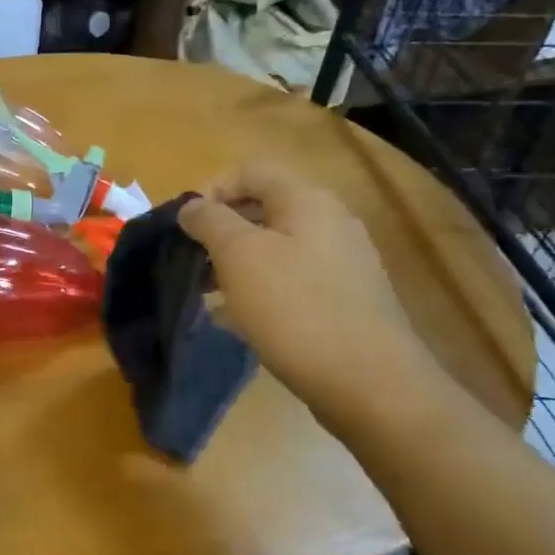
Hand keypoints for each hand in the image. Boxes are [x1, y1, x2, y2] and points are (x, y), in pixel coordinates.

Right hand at [178, 162, 434, 414]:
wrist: (370, 383)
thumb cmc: (295, 308)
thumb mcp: (239, 255)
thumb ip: (209, 221)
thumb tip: (192, 206)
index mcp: (306, 200)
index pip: (249, 170)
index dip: (210, 190)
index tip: (185, 228)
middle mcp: (330, 221)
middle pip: (262, 208)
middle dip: (220, 231)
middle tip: (193, 262)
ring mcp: (343, 261)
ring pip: (275, 246)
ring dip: (237, 263)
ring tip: (210, 295)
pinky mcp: (345, 298)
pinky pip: (292, 279)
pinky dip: (261, 289)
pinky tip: (240, 319)